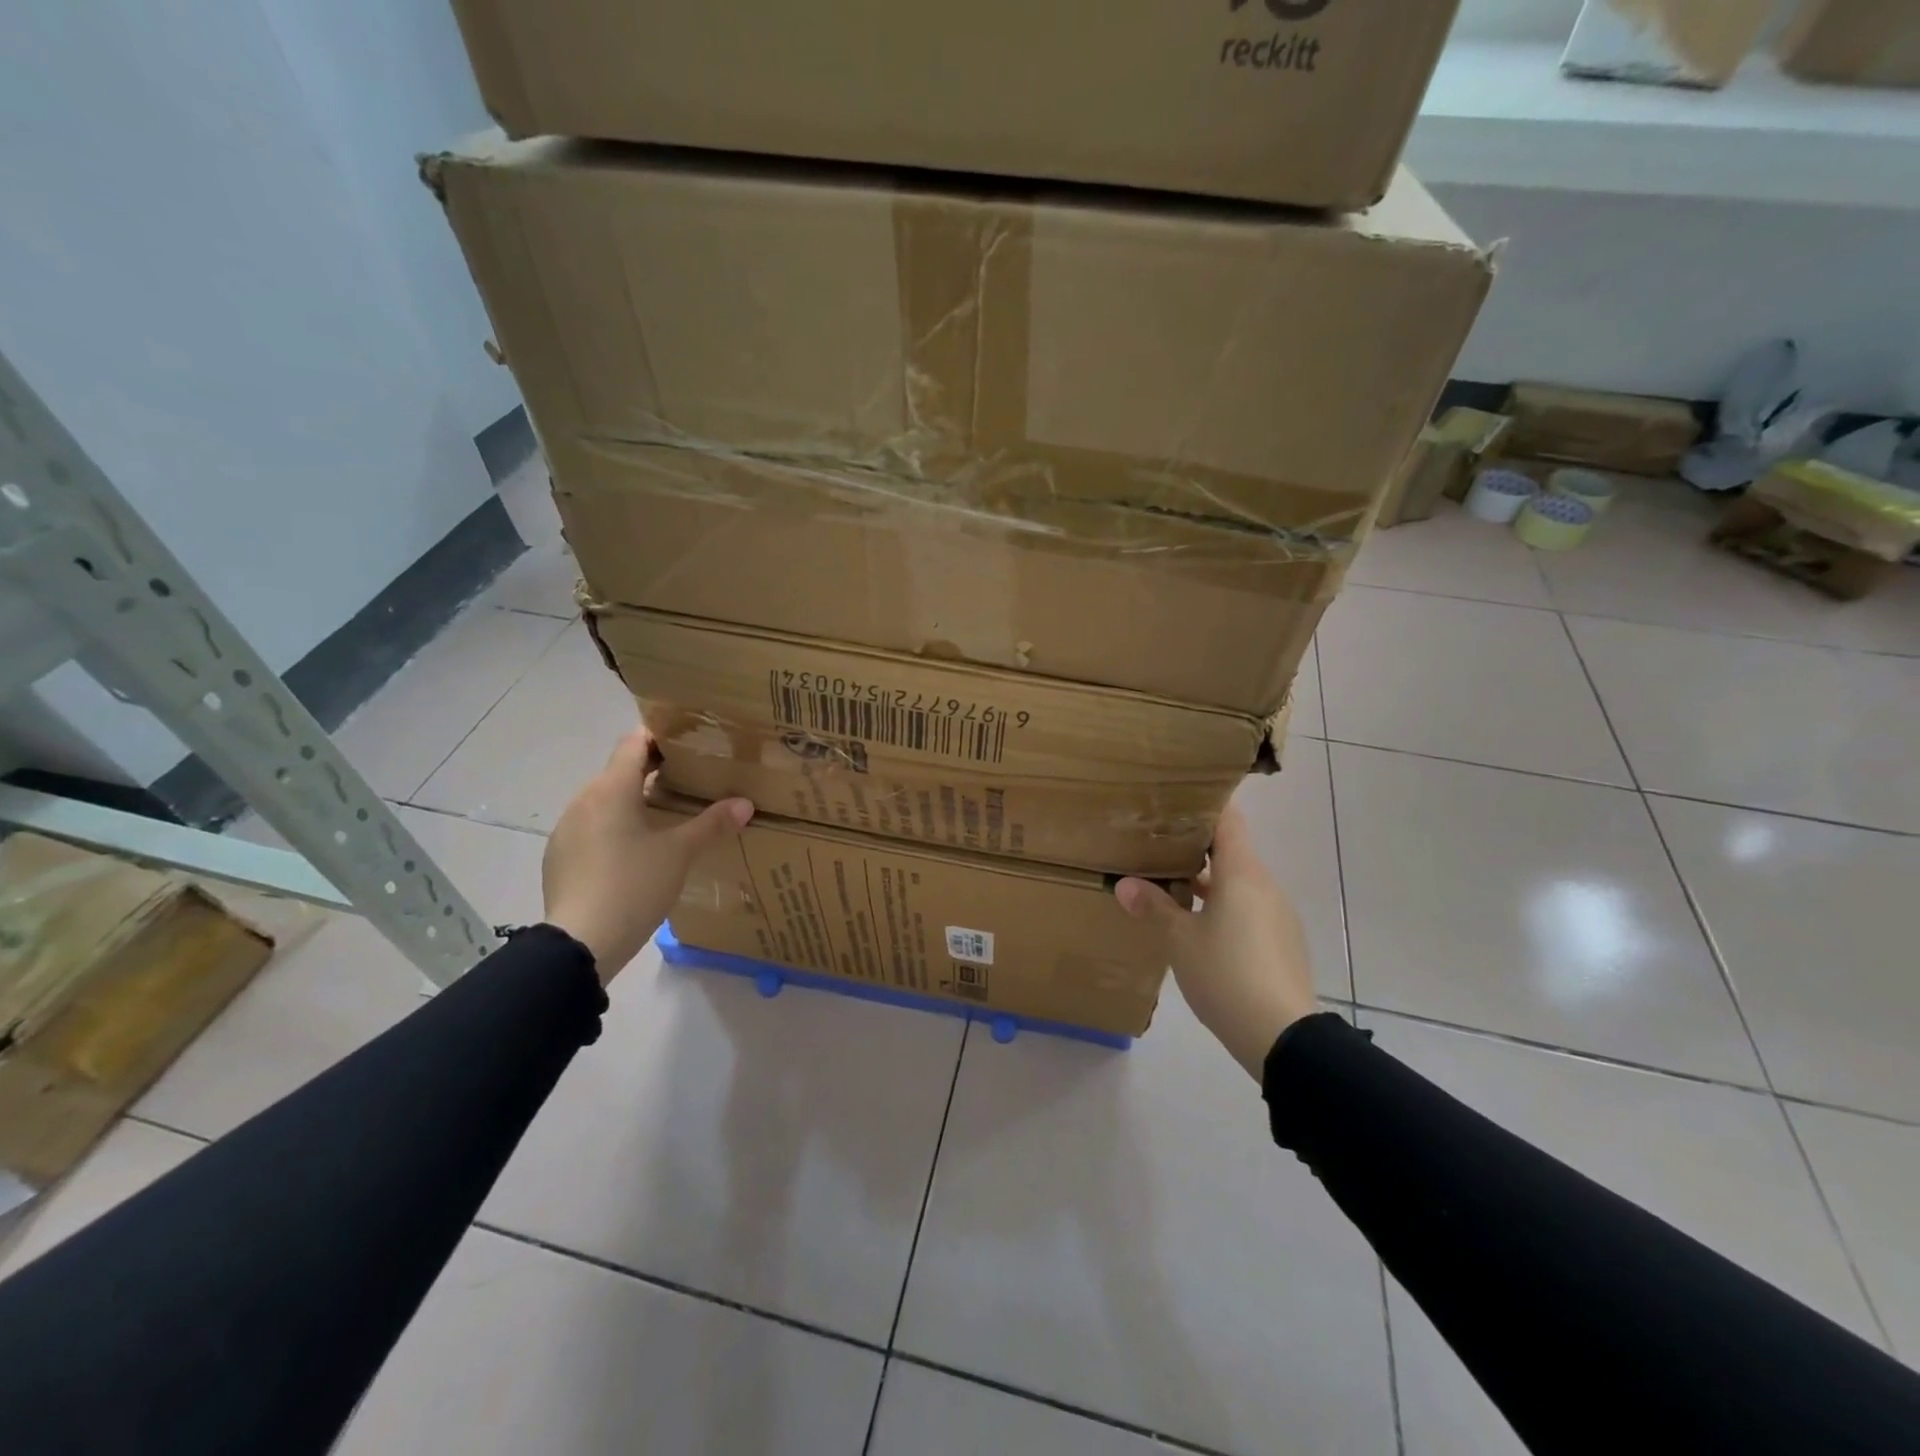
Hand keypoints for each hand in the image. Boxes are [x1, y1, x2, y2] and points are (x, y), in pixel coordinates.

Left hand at [542, 730, 753, 981]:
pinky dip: (615, 828)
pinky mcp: (560, 857)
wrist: (580, 944)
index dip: (661, 736)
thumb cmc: (633, 885)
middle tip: (690, 780)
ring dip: (633, 802)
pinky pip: (592, 828)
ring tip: (667, 817)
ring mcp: (567, 830)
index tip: (689, 742)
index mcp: (611, 789)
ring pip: (605, 801)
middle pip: (620, 771)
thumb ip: (712, 824)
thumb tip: (745, 804)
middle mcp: (583, 800)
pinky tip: (636, 853)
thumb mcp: (680, 853)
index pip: (634, 742)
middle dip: (653, 771)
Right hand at [1115, 805, 1316, 1079]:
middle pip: (1232, 850)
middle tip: (1159, 844)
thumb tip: (1125, 884)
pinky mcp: (1282, 941)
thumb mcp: (1179, 940)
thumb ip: (1154, 907)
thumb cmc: (1226, 974)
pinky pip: (1249, 908)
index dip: (1205, 806)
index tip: (1176, 801)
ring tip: (1171, 885)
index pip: (1228, 820)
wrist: (1283, 1036)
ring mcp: (1278, 914)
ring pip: (1239, 882)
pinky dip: (1225, 906)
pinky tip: (1200, 927)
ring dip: (1209, 881)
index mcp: (1241, 873)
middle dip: (1197, 846)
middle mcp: (1264, 885)